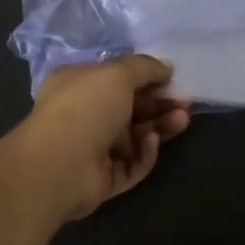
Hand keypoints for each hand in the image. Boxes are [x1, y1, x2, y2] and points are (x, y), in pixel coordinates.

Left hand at [13, 55, 189, 223]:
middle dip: (159, 103)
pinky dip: (144, 153)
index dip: (145, 77)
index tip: (172, 77)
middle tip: (185, 102)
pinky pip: (132, 164)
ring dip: (160, 126)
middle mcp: (85, 113)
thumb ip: (144, 67)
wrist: (58, 166)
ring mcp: (94, 148)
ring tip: (182, 119)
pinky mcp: (104, 178)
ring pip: (135, 136)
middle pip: (130, 107)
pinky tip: (151, 143)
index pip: (117, 77)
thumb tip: (166, 66)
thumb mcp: (117, 74)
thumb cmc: (85, 108)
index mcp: (79, 84)